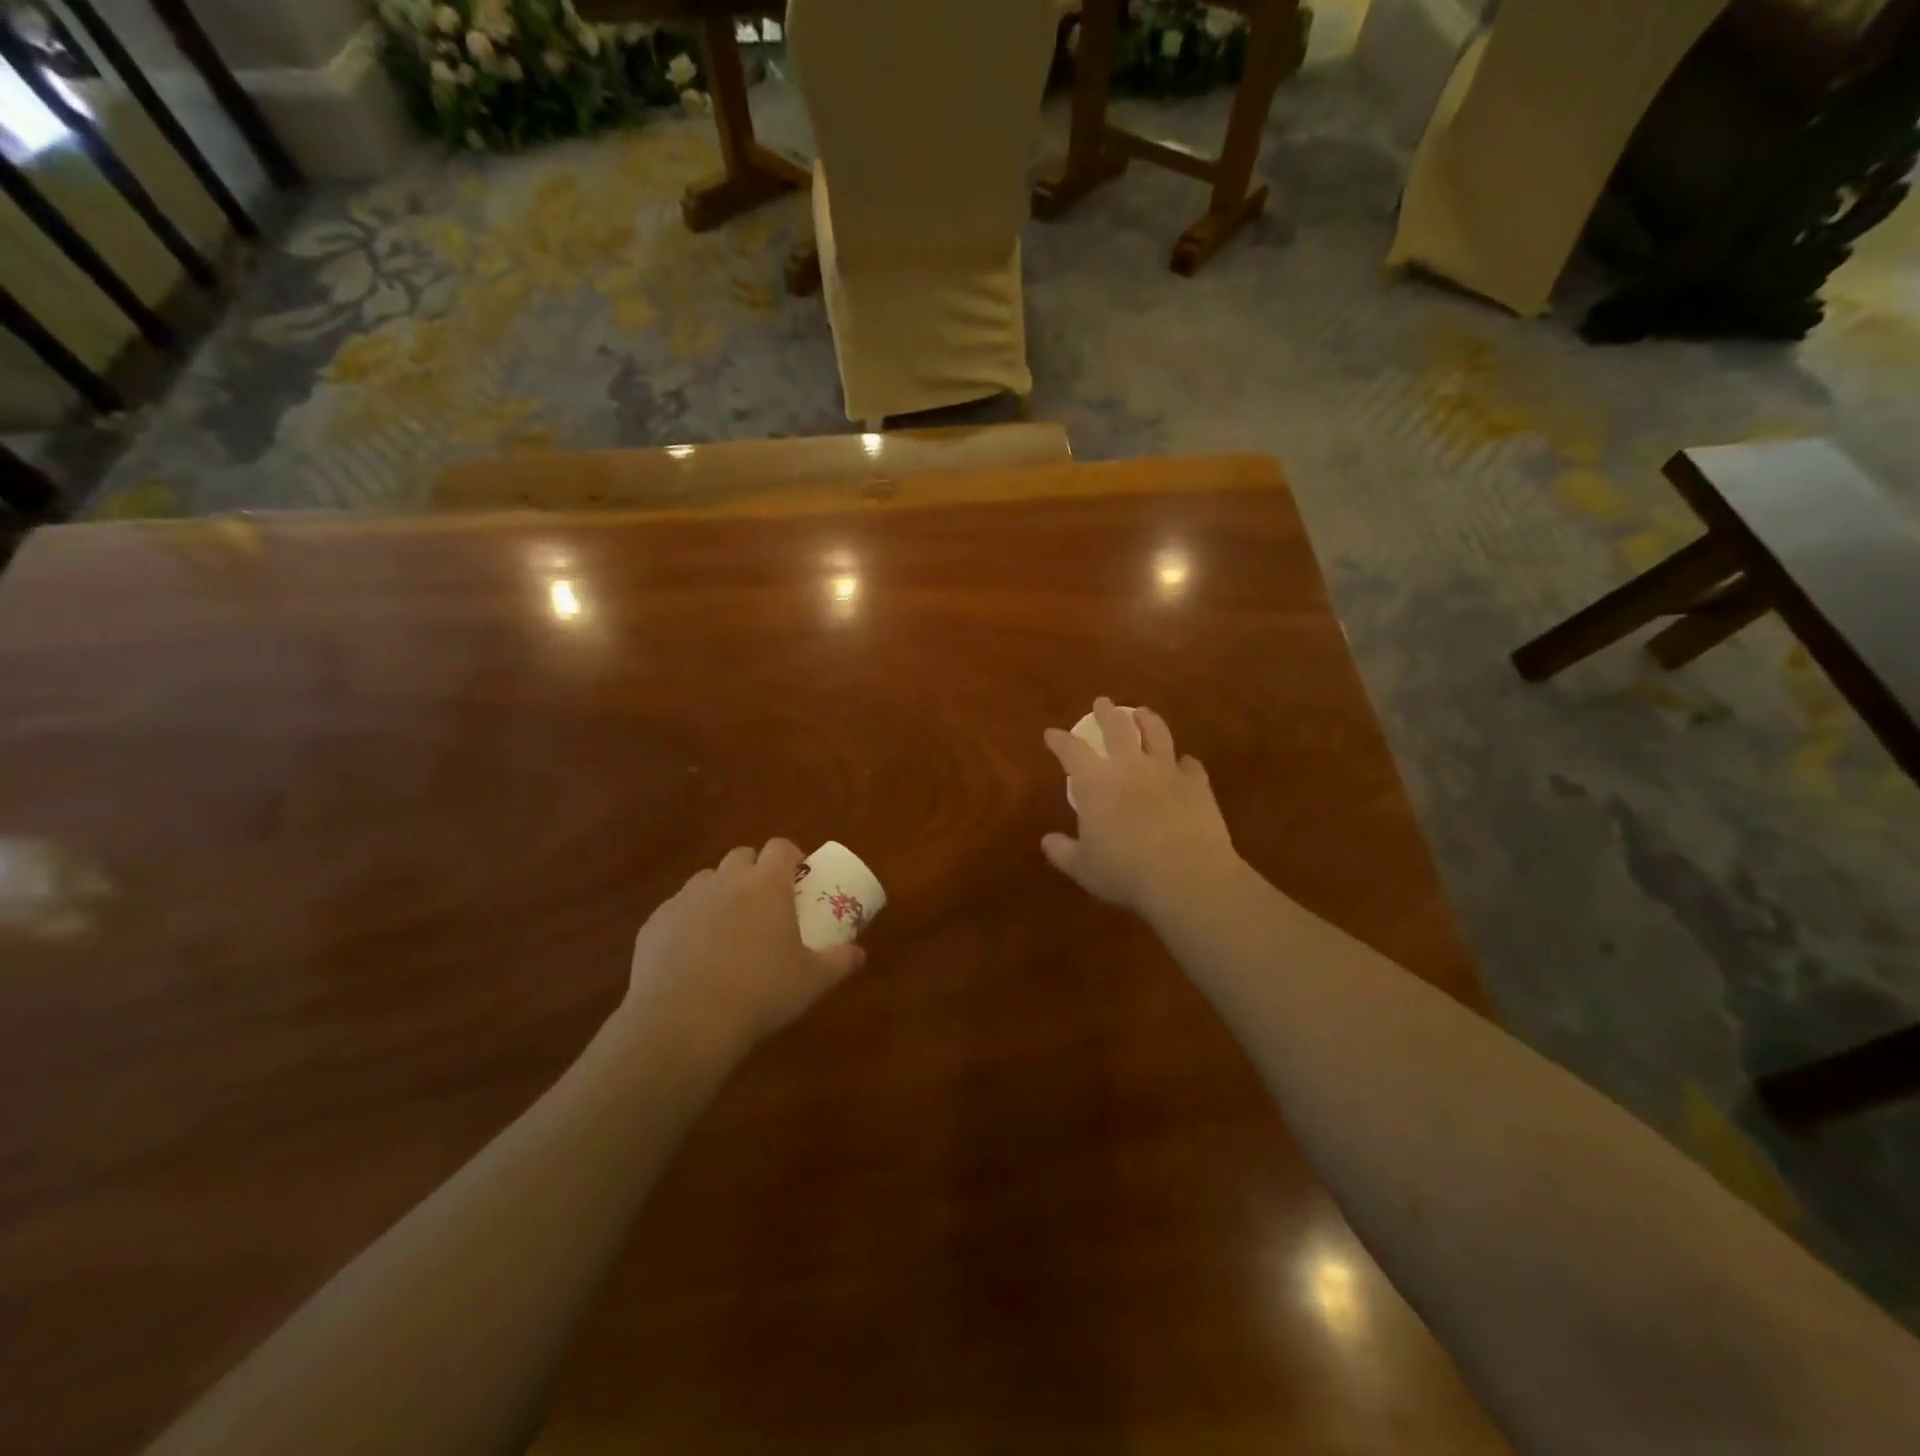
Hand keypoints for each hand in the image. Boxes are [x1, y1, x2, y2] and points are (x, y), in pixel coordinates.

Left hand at [617, 840, 865, 1059]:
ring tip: (727, 929)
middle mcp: (725, 880)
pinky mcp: (654, 923)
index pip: (781, 846)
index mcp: (766, 884)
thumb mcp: (812, 981)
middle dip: (753, 871)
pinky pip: (676, 910)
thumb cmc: (759, 994)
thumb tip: (860, 954)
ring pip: (706, 880)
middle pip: (741, 855)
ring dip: (720, 893)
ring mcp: (685, 899)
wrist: (683, 1023)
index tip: (797, 878)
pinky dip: (688, 922)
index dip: (791, 856)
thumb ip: (840, 962)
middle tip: (764, 904)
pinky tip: (692, 956)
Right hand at [1042, 699, 1238, 918]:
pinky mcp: (1197, 784)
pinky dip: (1184, 762)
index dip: (1059, 740)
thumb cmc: (1125, 872)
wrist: (1186, 876)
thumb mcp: (1084, 868)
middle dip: (1106, 713)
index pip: (1071, 750)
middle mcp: (1130, 766)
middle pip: (1117, 727)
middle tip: (1102, 703)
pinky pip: (1190, 764)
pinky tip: (1184, 763)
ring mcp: (1167, 771)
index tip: (1052, 734)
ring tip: (1142, 713)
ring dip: (1147, 720)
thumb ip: (1063, 852)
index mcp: (1096, 782)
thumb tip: (1047, 841)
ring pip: (1157, 733)